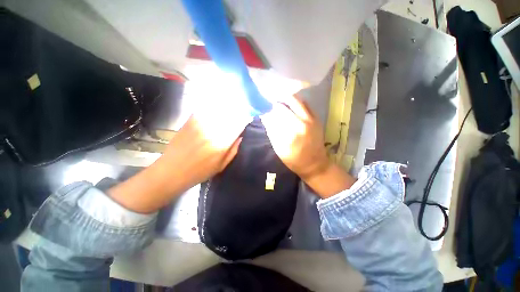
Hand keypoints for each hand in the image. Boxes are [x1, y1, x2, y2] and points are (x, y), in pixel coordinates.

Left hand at [109, 110, 251, 212]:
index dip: (244, 120)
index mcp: (221, 144)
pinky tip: (216, 109)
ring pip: (218, 111)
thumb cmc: (199, 173)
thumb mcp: (221, 166)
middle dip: (237, 113)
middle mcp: (212, 131)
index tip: (248, 117)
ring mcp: (200, 124)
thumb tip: (241, 136)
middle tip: (240, 112)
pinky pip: (205, 110)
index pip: (238, 126)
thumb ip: (233, 151)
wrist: (171, 171)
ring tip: (230, 109)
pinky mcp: (190, 121)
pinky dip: (213, 109)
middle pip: (229, 116)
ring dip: (226, 109)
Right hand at [260, 96, 328, 178]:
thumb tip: (265, 116)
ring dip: (285, 99)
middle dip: (275, 102)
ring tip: (278, 101)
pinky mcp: (316, 118)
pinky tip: (289, 104)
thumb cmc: (294, 160)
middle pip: (286, 103)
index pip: (275, 114)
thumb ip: (272, 131)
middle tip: (269, 103)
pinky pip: (305, 104)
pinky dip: (295, 101)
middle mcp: (302, 123)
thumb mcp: (279, 149)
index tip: (262, 108)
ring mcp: (311, 119)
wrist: (314, 163)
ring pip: (296, 100)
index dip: (267, 109)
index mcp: (291, 133)